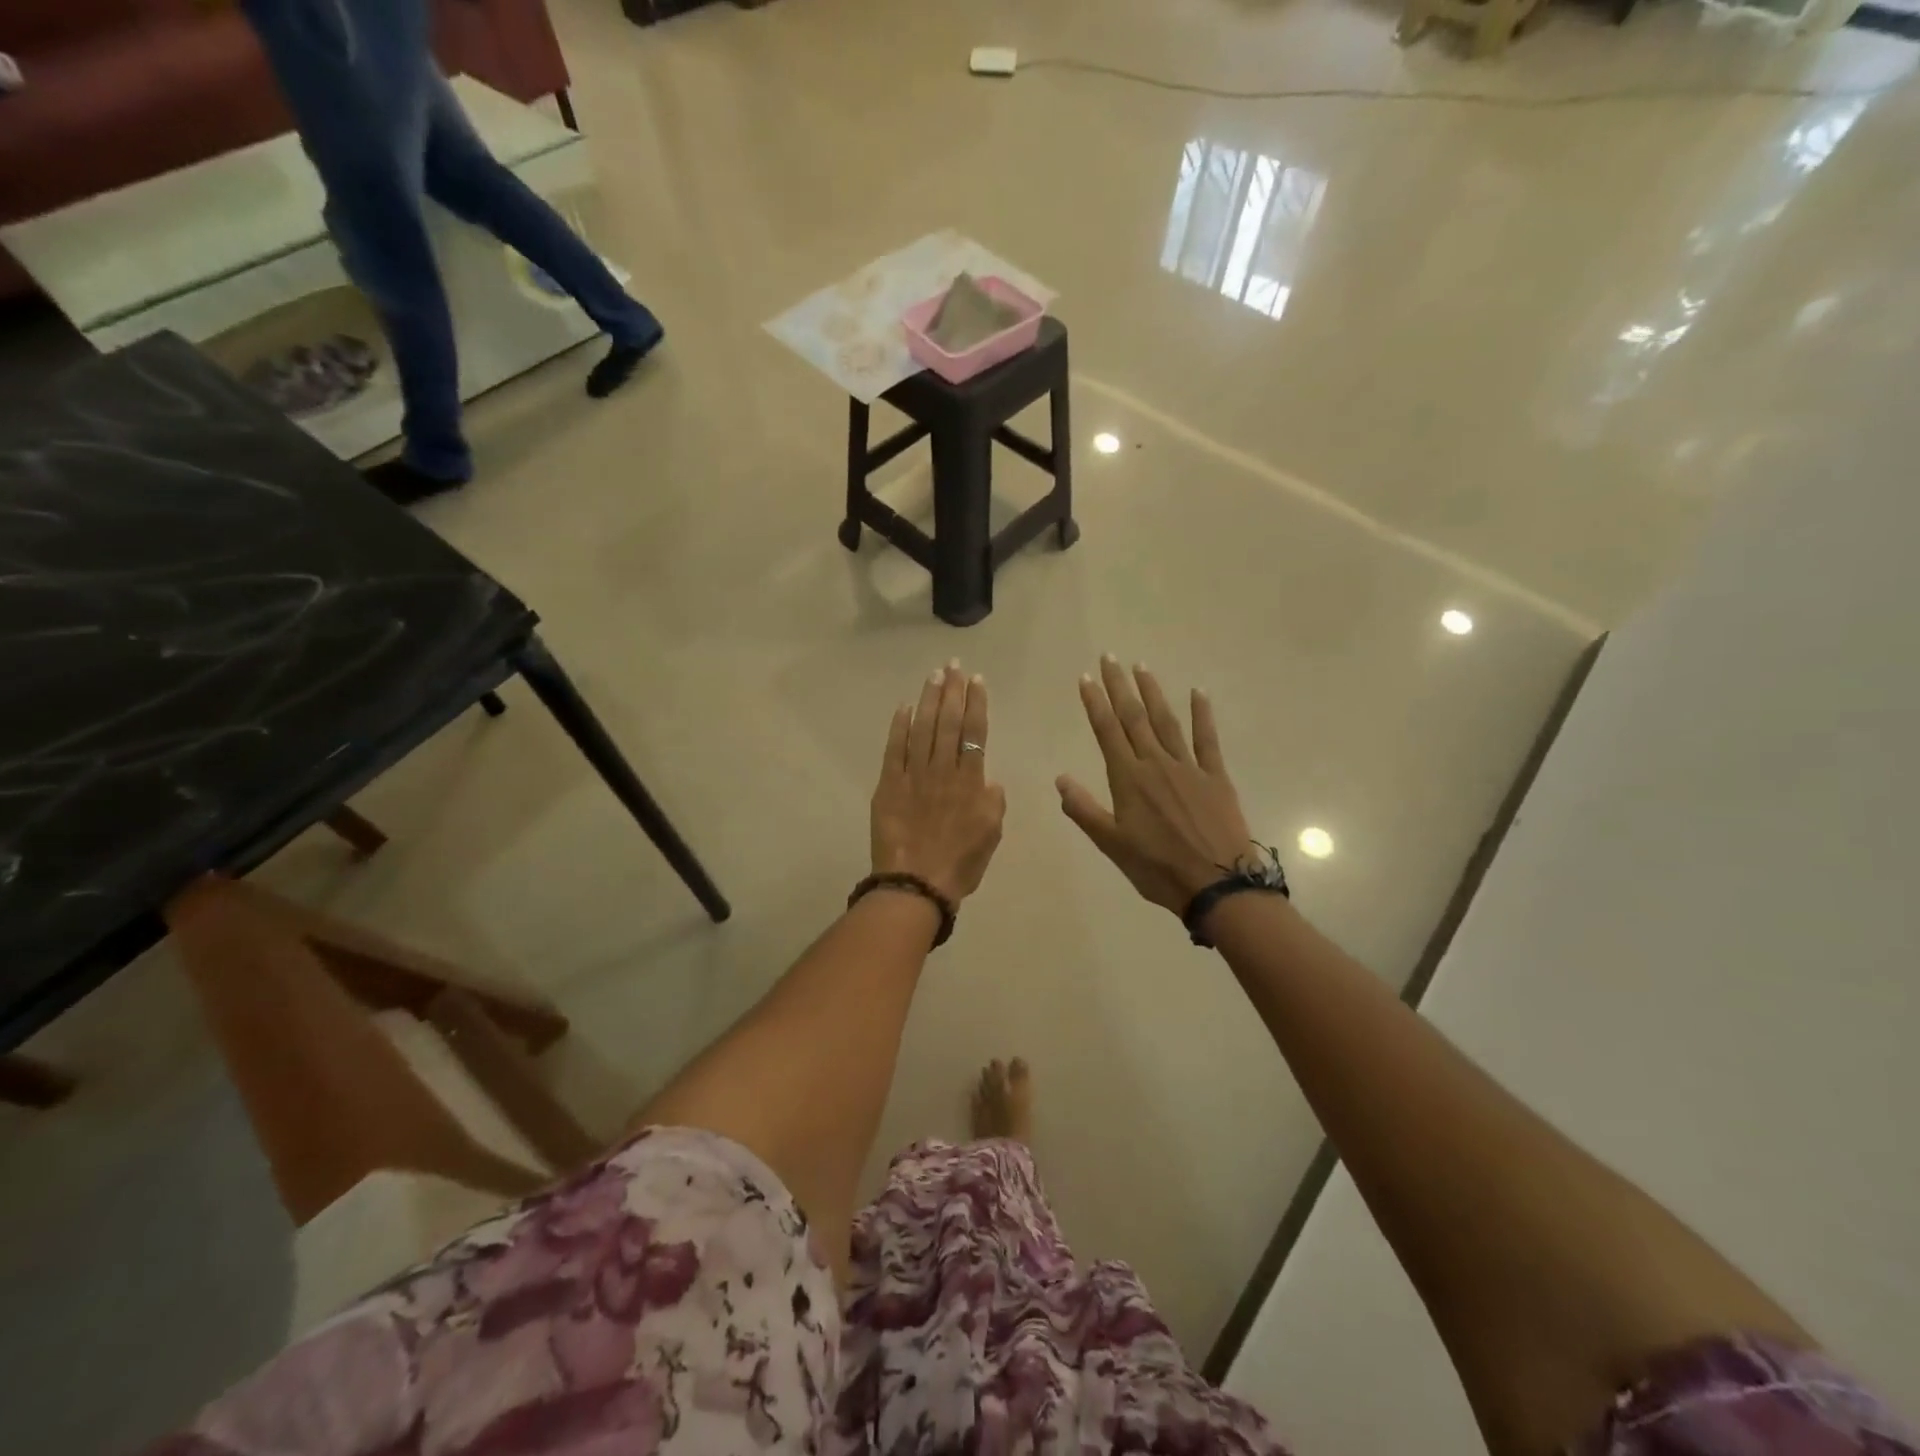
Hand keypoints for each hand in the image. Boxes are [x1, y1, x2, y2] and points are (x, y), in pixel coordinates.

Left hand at [871, 663, 1005, 904]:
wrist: (916, 884)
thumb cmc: (959, 864)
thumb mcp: (991, 835)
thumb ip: (993, 802)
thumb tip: (988, 780)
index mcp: (971, 782)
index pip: (975, 733)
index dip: (976, 704)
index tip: (977, 681)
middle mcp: (943, 771)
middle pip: (949, 723)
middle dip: (953, 691)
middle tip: (954, 666)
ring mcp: (913, 775)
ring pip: (923, 729)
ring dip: (929, 700)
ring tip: (934, 676)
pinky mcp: (888, 785)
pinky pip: (894, 749)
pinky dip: (899, 726)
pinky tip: (904, 707)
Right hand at [1057, 656, 1256, 914]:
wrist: (1217, 883)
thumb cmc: (1158, 868)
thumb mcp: (1112, 844)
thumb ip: (1084, 809)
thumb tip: (1060, 778)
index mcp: (1128, 779)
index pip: (1107, 731)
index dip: (1095, 703)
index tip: (1086, 677)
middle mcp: (1156, 763)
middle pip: (1134, 717)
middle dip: (1120, 686)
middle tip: (1110, 658)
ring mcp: (1189, 767)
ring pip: (1166, 721)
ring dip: (1153, 692)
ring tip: (1142, 667)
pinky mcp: (1215, 776)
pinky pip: (1207, 739)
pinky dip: (1202, 714)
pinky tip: (1198, 692)